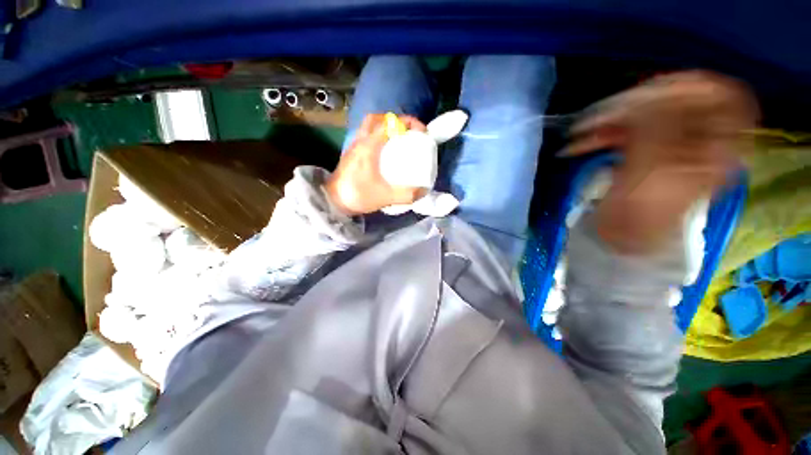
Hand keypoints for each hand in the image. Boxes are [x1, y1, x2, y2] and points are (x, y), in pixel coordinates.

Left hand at [325, 114, 427, 214]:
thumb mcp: (385, 197)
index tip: (421, 132)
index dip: (408, 122)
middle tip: (408, 132)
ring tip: (398, 140)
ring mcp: (354, 147)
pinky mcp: (352, 155)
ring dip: (385, 127)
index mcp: (369, 146)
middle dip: (395, 120)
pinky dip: (378, 138)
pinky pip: (366, 137)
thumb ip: (406, 195)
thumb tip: (423, 191)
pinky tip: (385, 153)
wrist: (331, 202)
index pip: (390, 123)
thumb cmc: (356, 195)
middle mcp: (360, 141)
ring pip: (369, 127)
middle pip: (377, 118)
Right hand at [568, 71, 758, 252]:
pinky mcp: (647, 150)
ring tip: (580, 133)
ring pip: (647, 115)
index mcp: (717, 150)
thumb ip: (655, 133)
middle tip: (599, 116)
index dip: (688, 88)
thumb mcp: (650, 176)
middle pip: (677, 102)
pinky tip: (581, 143)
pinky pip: (628, 131)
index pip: (720, 98)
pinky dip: (603, 134)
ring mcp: (671, 144)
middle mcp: (700, 141)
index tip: (651, 94)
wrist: (622, 240)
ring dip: (611, 120)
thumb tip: (647, 96)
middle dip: (635, 105)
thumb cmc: (640, 217)